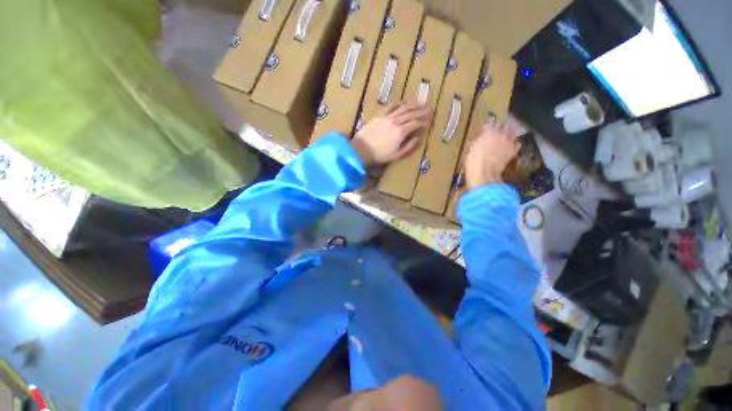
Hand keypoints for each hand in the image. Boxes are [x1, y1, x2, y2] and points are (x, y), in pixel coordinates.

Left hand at [351, 103, 430, 165]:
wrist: (361, 150)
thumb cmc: (380, 155)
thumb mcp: (397, 155)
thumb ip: (409, 146)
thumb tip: (418, 138)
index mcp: (401, 132)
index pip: (416, 123)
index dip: (423, 121)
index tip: (429, 120)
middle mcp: (396, 121)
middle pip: (411, 113)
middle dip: (421, 110)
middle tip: (429, 107)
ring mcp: (387, 117)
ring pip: (402, 108)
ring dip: (412, 105)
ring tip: (420, 103)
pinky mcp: (379, 116)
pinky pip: (390, 107)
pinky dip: (398, 104)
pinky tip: (402, 103)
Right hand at [465, 122, 520, 189]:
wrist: (484, 174)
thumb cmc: (473, 162)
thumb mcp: (470, 149)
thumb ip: (476, 141)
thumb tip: (479, 139)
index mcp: (488, 132)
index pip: (488, 124)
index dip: (485, 128)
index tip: (482, 132)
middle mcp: (501, 133)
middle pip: (503, 125)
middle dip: (499, 127)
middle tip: (496, 130)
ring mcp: (509, 142)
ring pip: (513, 131)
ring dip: (510, 131)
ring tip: (506, 134)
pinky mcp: (513, 151)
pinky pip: (517, 143)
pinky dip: (514, 143)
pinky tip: (511, 145)